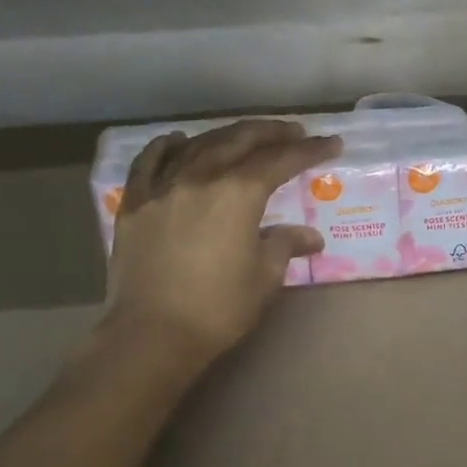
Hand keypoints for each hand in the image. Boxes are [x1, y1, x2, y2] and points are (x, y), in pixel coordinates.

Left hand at [103, 119, 339, 364]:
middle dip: (272, 133)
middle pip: (240, 140)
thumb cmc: (219, 309)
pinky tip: (181, 141)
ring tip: (247, 136)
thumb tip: (310, 236)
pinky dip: (169, 146)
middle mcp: (200, 177)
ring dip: (228, 135)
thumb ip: (285, 245)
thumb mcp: (265, 277)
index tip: (332, 144)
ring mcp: (162, 186)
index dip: (310, 151)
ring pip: (199, 145)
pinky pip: (150, 161)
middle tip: (295, 132)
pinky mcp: (135, 202)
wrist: (152, 334)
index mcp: (238, 193)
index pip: (281, 160)